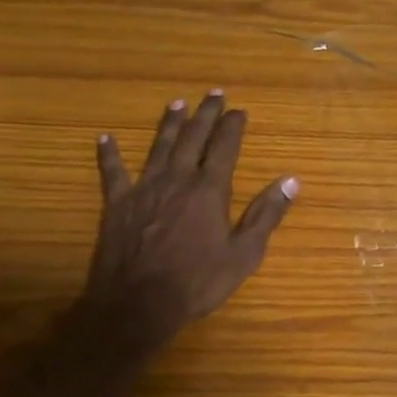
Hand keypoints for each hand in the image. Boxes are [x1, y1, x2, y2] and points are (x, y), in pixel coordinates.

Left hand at [81, 91, 297, 354]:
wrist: (139, 302)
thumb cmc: (197, 282)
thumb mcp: (244, 254)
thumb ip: (266, 215)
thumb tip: (292, 181)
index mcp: (210, 190)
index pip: (225, 148)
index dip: (233, 126)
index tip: (240, 110)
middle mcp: (177, 179)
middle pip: (193, 138)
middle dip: (205, 114)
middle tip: (213, 94)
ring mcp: (144, 189)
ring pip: (158, 147)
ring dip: (168, 124)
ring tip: (176, 103)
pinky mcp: (117, 204)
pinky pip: (112, 172)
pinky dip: (109, 155)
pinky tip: (104, 139)